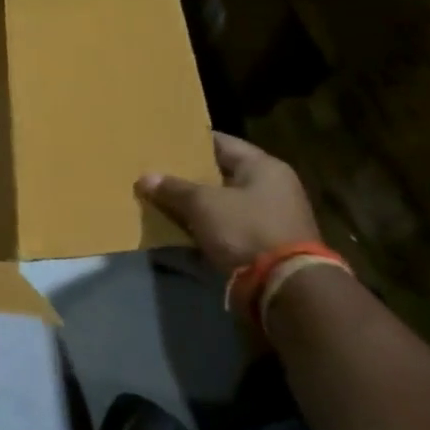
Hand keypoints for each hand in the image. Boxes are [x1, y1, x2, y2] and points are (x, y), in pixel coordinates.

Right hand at [136, 133, 319, 276]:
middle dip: (189, 175)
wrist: (284, 287)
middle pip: (221, 173)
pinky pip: (227, 226)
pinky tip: (179, 227)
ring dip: (196, 203)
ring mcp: (271, 217)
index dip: (190, 142)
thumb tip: (145, 178)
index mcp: (264, 167)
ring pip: (222, 202)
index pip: (221, 142)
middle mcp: (272, 187)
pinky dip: (206, 226)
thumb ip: (172, 188)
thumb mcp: (202, 204)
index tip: (163, 142)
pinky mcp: (265, 244)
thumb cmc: (245, 230)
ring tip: (162, 199)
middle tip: (156, 171)